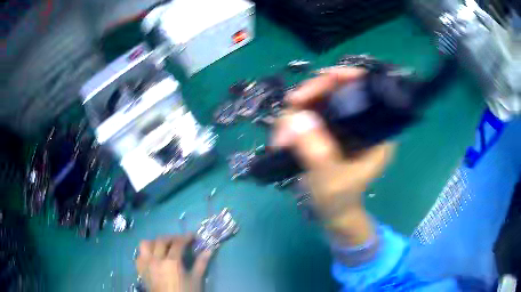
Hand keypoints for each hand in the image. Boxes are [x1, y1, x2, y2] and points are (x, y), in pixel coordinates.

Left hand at [136, 235, 212, 291]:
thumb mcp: (196, 279)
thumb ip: (201, 263)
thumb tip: (209, 249)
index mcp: (171, 262)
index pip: (178, 243)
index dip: (186, 237)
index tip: (193, 236)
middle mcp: (156, 259)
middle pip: (161, 240)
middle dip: (172, 238)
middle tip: (180, 241)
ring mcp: (146, 264)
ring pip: (146, 244)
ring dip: (155, 242)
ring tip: (163, 246)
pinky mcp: (140, 269)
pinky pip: (140, 254)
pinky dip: (146, 251)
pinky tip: (153, 256)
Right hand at [272, 67, 394, 244]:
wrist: (333, 214)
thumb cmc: (339, 201)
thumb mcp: (330, 179)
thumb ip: (317, 151)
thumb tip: (296, 116)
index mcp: (377, 133)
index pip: (368, 92)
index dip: (348, 77)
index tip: (324, 76)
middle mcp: (362, 124)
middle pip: (339, 91)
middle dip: (313, 95)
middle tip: (291, 104)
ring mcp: (344, 126)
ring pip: (320, 100)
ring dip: (297, 111)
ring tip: (281, 135)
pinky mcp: (329, 131)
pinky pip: (309, 114)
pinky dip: (293, 121)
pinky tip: (282, 136)